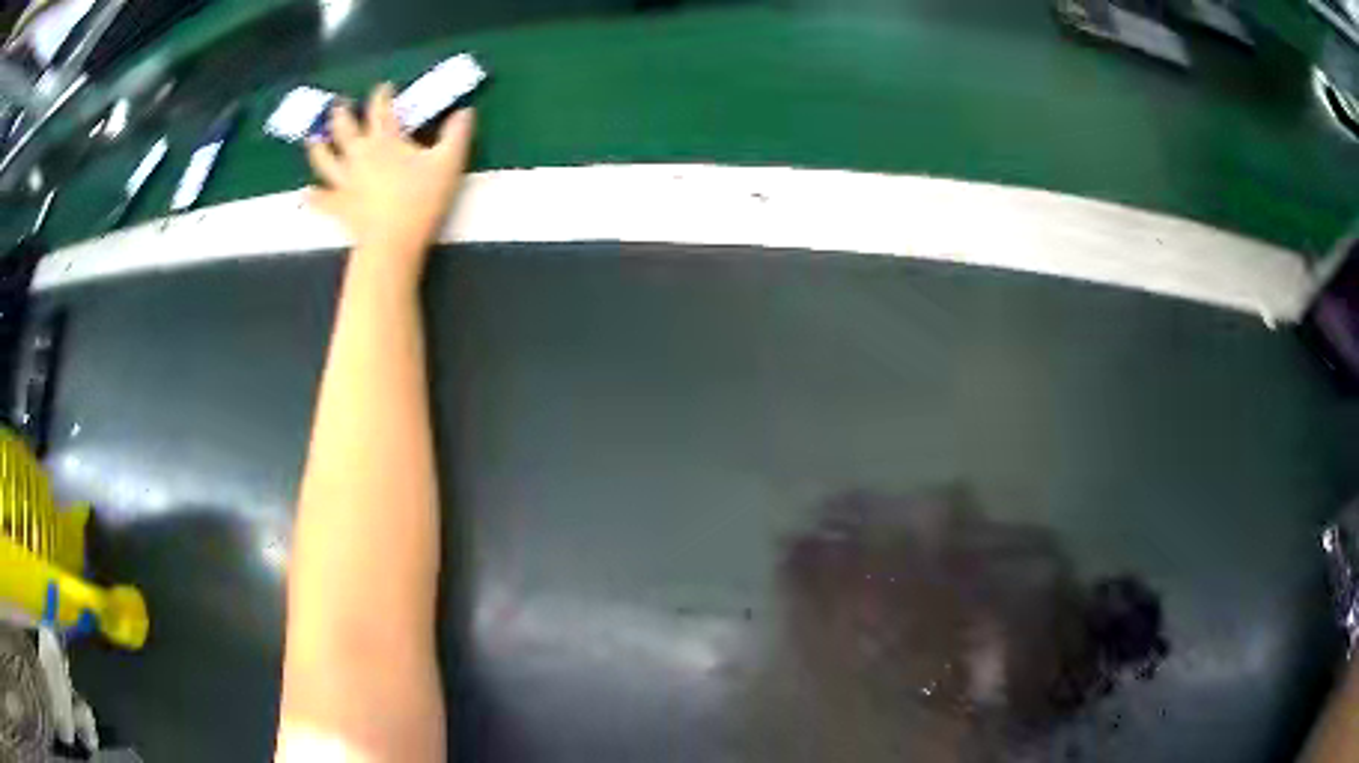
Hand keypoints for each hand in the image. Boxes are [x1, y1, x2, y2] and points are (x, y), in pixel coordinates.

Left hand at [305, 83, 475, 279]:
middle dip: (342, 113)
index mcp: (385, 140)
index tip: (384, 87)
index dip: (382, 95)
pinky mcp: (339, 205)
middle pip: (345, 128)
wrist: (392, 241)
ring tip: (313, 138)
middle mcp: (359, 154)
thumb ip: (457, 133)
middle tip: (339, 103)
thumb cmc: (422, 199)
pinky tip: (307, 193)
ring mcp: (344, 181)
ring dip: (318, 147)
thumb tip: (465, 111)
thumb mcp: (450, 162)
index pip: (380, 109)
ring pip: (325, 159)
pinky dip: (313, 196)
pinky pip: (322, 199)